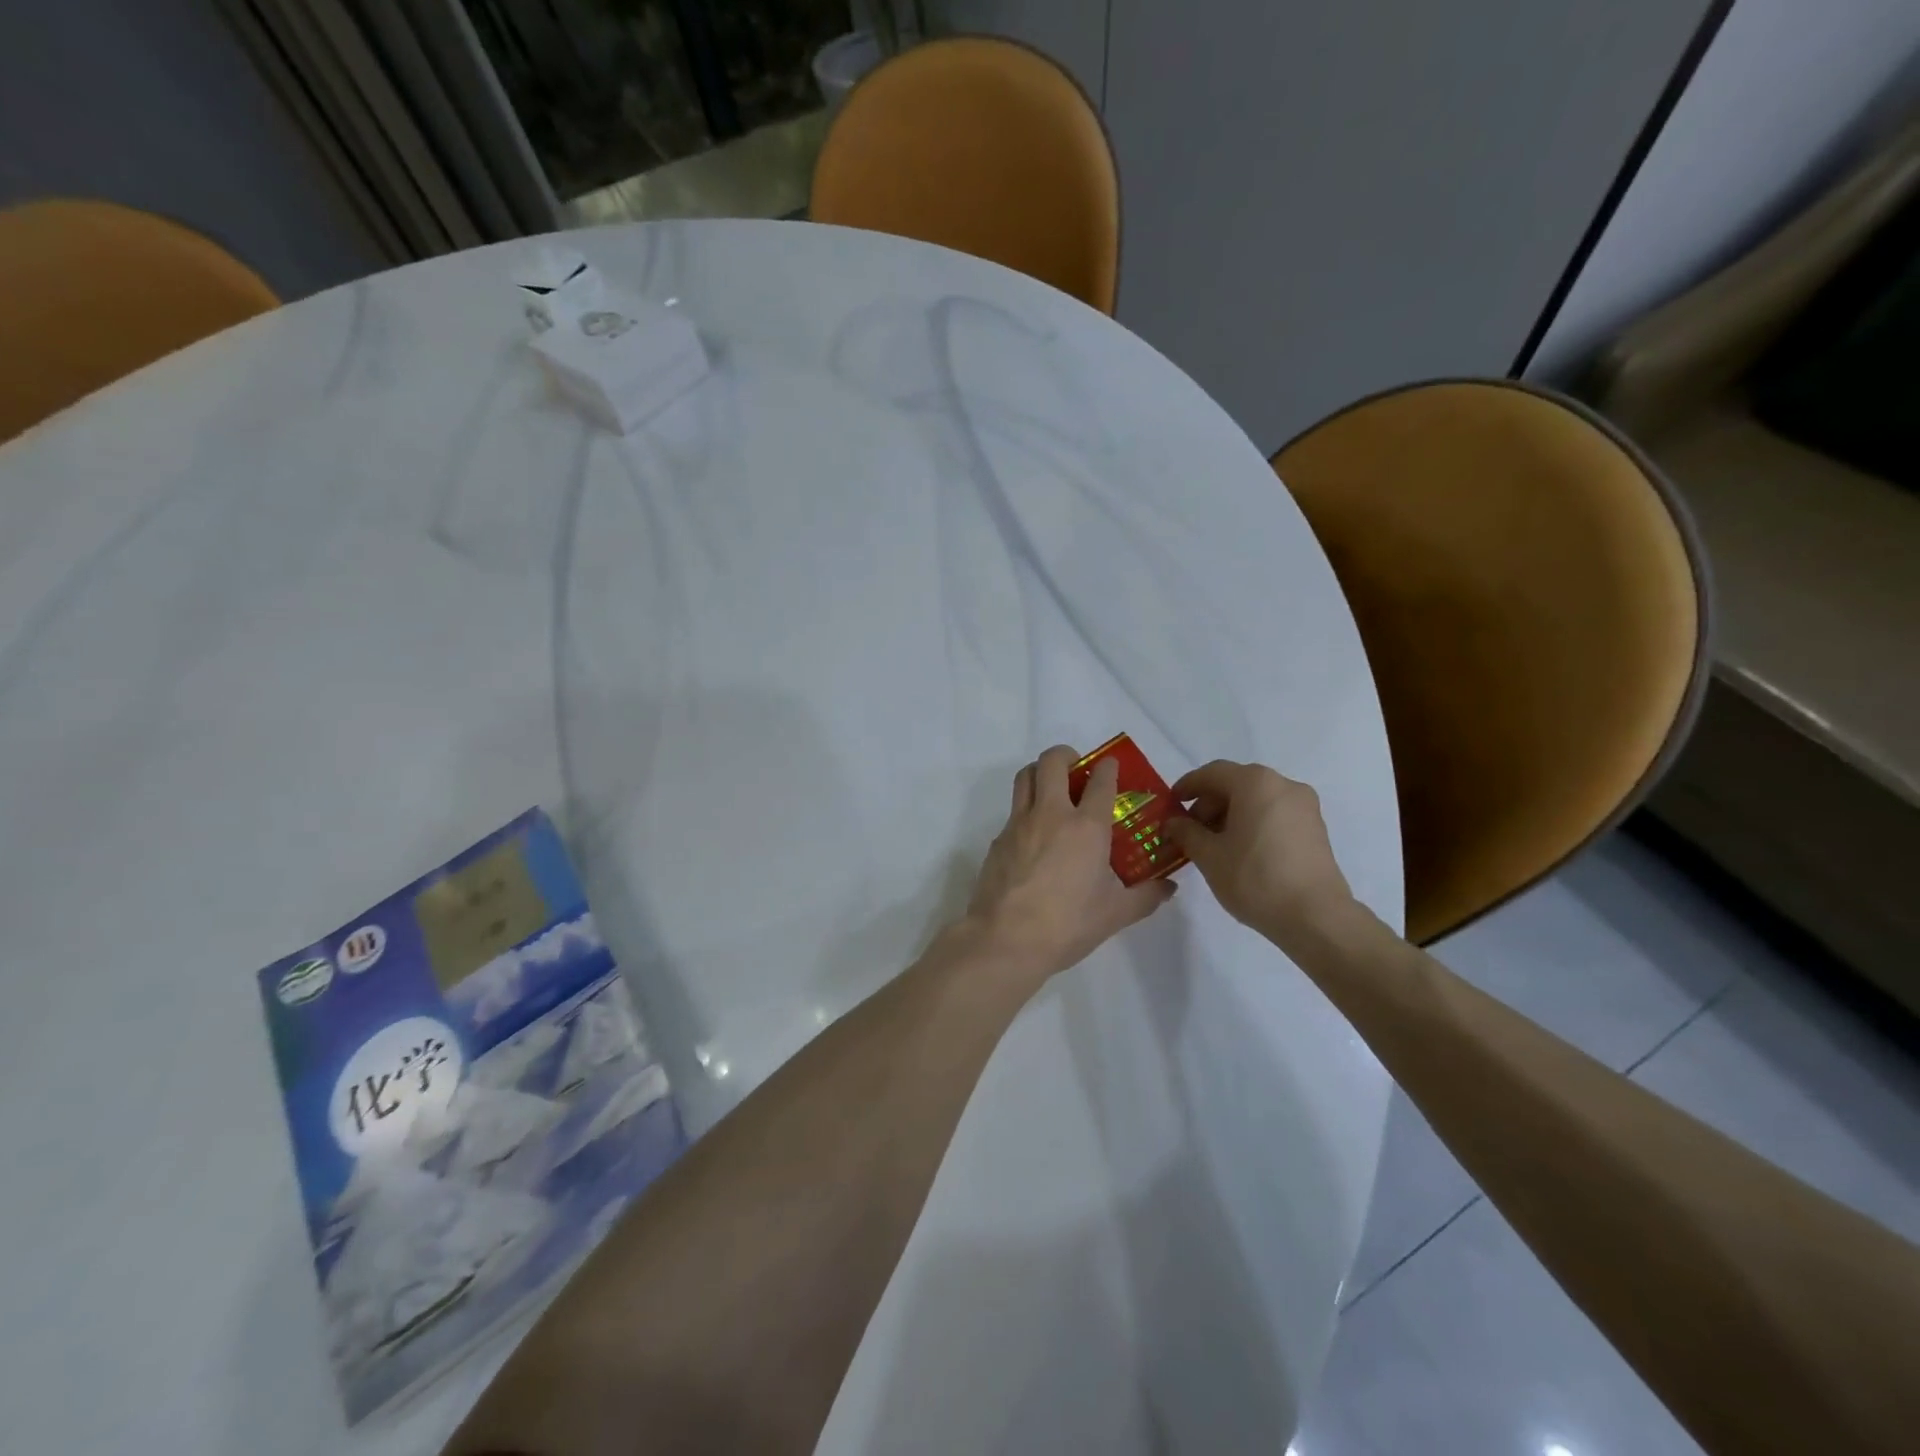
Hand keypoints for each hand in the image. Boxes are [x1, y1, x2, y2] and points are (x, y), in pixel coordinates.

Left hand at [962, 744, 1175, 983]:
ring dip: (1040, 772)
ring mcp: (1019, 824)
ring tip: (1052, 789)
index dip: (1108, 767)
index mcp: (1086, 826)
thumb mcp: (1116, 913)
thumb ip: (1146, 896)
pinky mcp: (998, 840)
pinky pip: (1013, 812)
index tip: (1112, 767)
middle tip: (1077, 769)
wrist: (1006, 939)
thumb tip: (1169, 887)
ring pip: (1025, 777)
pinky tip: (1035, 838)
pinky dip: (1026, 811)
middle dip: (1066, 755)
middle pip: (1052, 761)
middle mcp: (1051, 814)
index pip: (1100, 780)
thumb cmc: (1068, 924)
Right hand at [1162, 760, 1356, 954]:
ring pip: (1257, 800)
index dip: (1187, 786)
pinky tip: (1240, 850)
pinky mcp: (1315, 829)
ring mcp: (1304, 806)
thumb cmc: (1255, 878)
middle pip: (1236, 784)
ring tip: (1213, 844)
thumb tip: (1173, 822)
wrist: (1316, 917)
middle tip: (1189, 830)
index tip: (1170, 804)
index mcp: (1256, 783)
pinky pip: (1274, 814)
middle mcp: (1283, 785)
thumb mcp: (1209, 855)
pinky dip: (1252, 823)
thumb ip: (1186, 832)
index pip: (1212, 773)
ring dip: (1230, 815)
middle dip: (1209, 804)